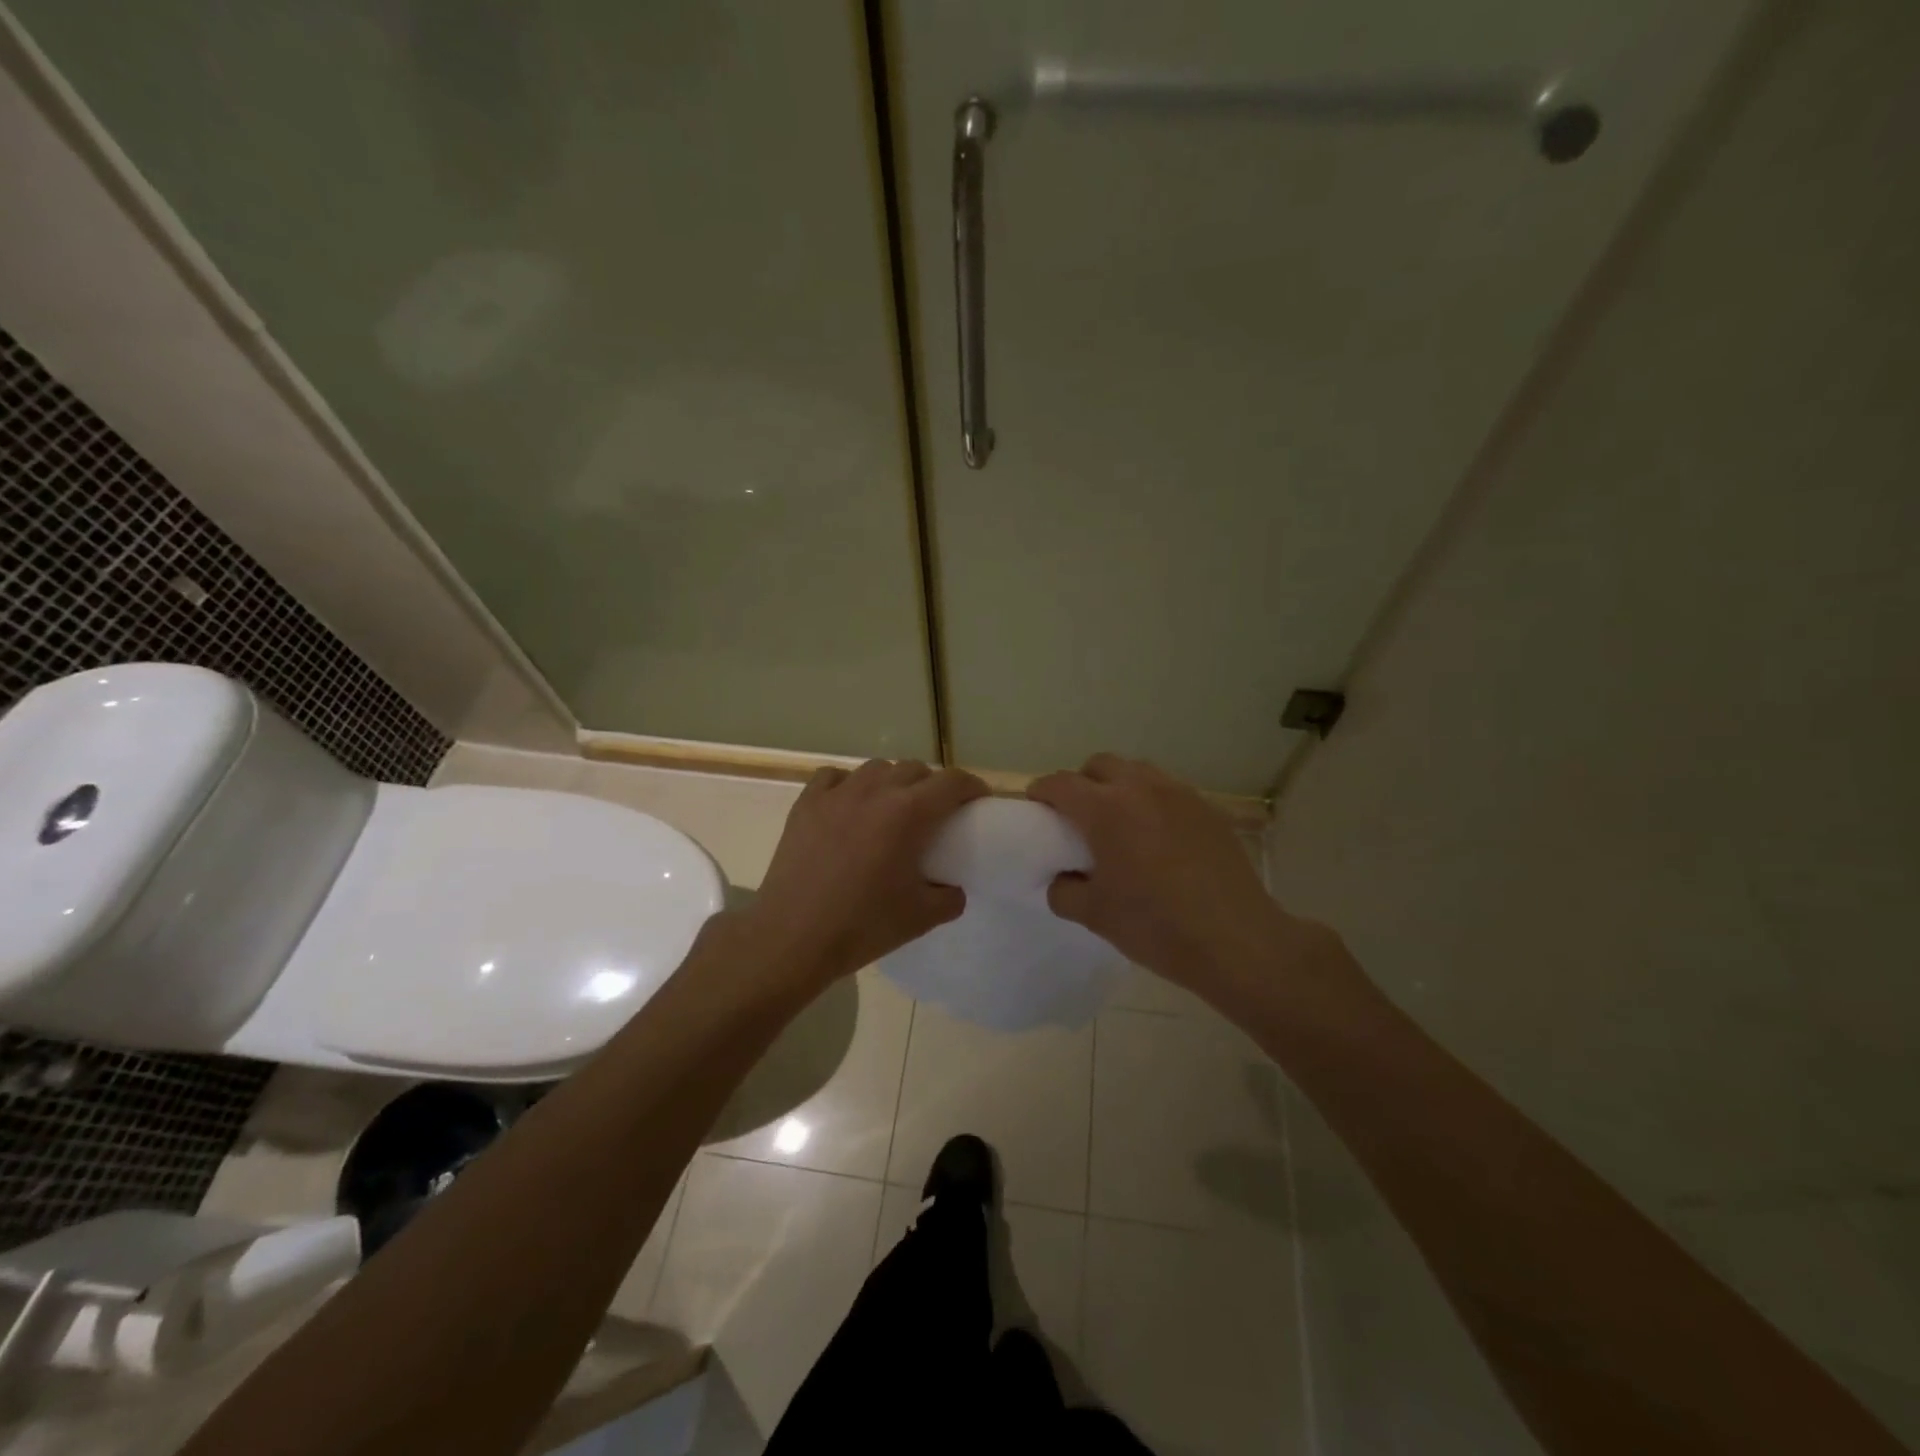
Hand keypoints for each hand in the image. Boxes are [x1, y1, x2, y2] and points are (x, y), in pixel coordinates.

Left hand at [742, 759, 988, 987]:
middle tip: (935, 812)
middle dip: (932, 784)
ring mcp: (836, 795)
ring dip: (892, 781)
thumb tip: (953, 888)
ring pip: (875, 769)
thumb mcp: (921, 918)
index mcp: (908, 813)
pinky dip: (849, 784)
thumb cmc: (862, 926)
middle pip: (914, 769)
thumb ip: (949, 898)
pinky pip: (833, 776)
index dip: (971, 787)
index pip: (952, 782)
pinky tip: (849, 805)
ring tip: (892, 808)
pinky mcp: (806, 805)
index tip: (977, 801)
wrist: (792, 937)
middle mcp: (874, 792)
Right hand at [1028, 754, 1306, 999]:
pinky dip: (1152, 801)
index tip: (1037, 806)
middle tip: (1079, 815)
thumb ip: (1064, 891)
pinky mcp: (1208, 809)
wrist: (1236, 940)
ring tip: (1120, 821)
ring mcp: (1180, 795)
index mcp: (1106, 810)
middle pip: (1100, 764)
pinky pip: (1169, 790)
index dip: (1043, 791)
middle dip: (1082, 782)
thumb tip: (1063, 879)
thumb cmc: (1156, 926)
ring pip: (1137, 771)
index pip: (1061, 783)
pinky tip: (1157, 836)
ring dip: (1119, 785)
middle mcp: (1141, 789)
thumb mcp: (1094, 916)